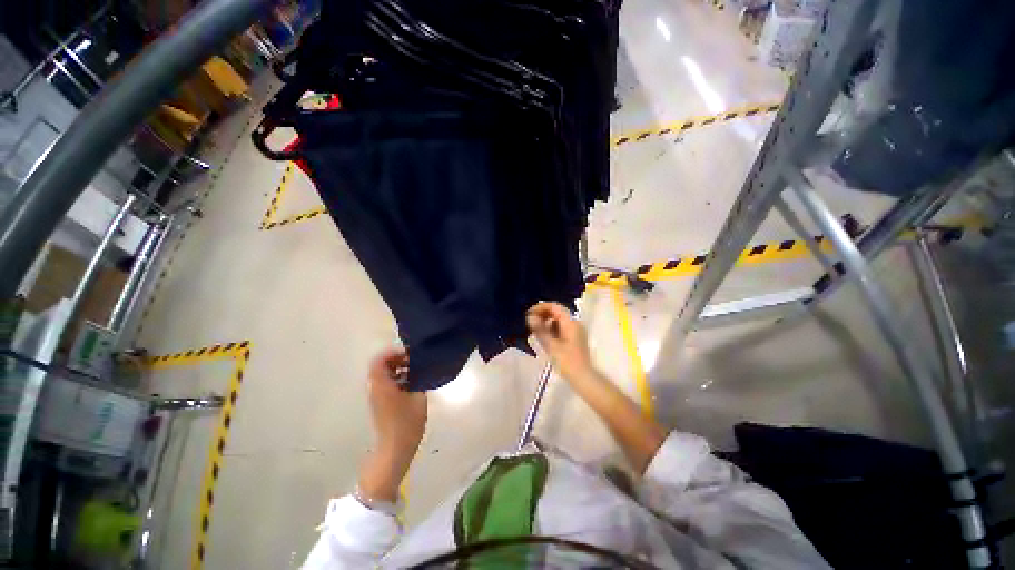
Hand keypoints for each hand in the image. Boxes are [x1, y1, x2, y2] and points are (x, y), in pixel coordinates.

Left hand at [367, 348, 425, 454]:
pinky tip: (412, 385)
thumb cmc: (407, 422)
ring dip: (398, 370)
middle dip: (397, 360)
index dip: (392, 352)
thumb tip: (420, 368)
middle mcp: (375, 389)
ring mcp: (376, 398)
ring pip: (383, 376)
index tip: (409, 353)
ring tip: (415, 372)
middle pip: (381, 366)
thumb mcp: (418, 397)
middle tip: (414, 361)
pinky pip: (386, 385)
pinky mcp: (380, 405)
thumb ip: (419, 379)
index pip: (379, 360)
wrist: (395, 449)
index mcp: (382, 385)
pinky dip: (397, 379)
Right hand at [526, 302, 594, 382]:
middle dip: (543, 314)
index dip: (540, 307)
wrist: (583, 378)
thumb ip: (540, 330)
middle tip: (530, 322)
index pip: (554, 306)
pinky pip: (562, 327)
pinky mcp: (576, 338)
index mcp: (570, 322)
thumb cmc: (566, 362)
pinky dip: (552, 328)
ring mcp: (576, 331)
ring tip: (536, 330)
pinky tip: (546, 337)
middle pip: (557, 311)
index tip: (528, 314)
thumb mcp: (550, 345)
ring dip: (547, 321)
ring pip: (559, 320)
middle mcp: (575, 323)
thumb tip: (529, 317)